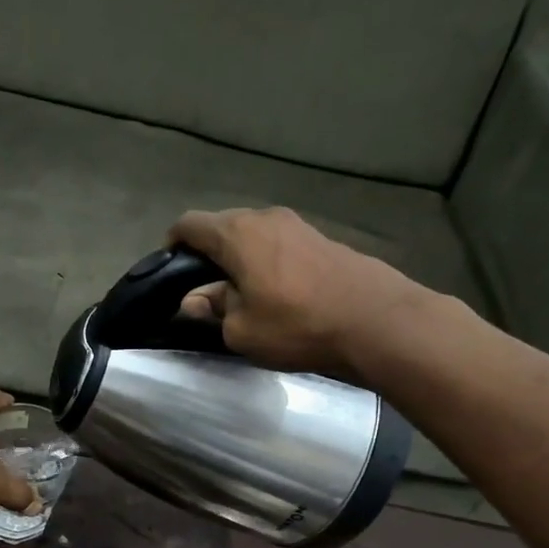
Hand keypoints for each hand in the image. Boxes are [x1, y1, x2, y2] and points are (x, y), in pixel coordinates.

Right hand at [167, 207, 435, 375]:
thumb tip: (195, 300)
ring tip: (239, 291)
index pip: (189, 224)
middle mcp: (264, 218)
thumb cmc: (297, 325)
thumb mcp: (241, 329)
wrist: (377, 322)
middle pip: (222, 226)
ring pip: (253, 234)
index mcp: (236, 233)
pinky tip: (274, 289)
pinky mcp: (322, 238)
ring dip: (239, 257)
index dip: (173, 244)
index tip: (170, 270)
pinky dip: (266, 260)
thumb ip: (213, 308)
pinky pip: (278, 244)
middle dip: (207, 252)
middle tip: (203, 288)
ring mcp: (298, 225)